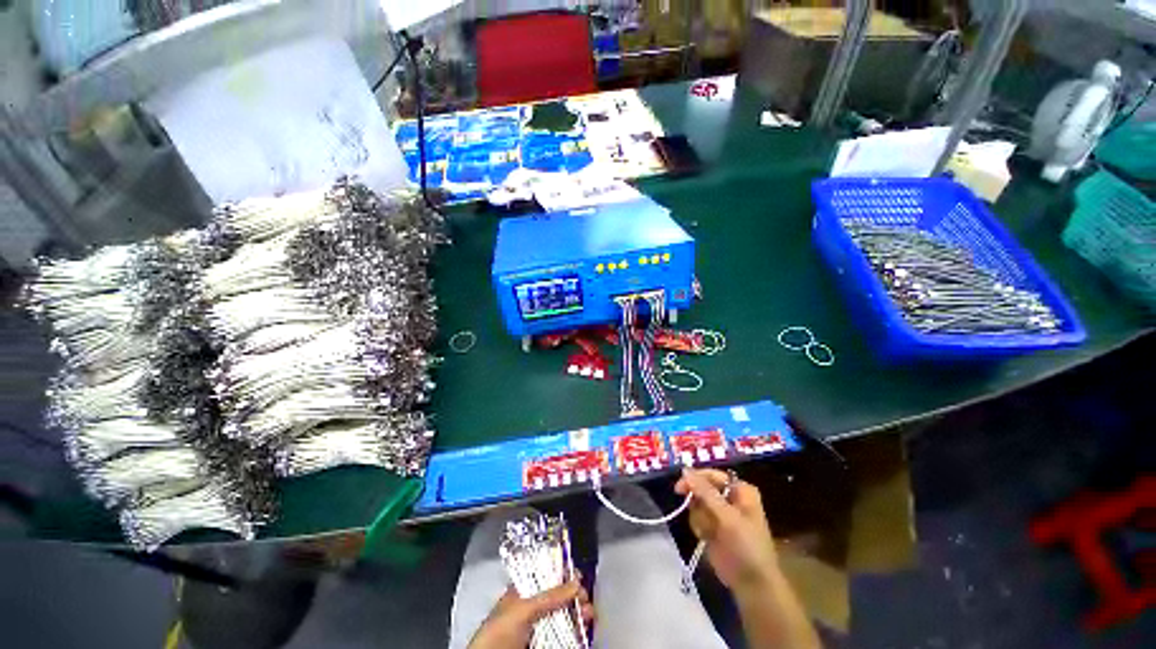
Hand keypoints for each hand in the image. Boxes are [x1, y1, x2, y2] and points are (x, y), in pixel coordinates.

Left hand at [467, 579, 593, 648]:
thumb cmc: (501, 630)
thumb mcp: (524, 609)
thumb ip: (550, 596)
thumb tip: (576, 582)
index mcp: (523, 592)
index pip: (546, 577)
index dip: (563, 575)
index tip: (578, 577)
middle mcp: (532, 607)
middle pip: (558, 597)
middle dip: (574, 596)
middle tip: (586, 599)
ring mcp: (538, 627)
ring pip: (563, 616)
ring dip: (578, 614)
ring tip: (589, 615)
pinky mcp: (543, 643)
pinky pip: (563, 635)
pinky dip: (575, 632)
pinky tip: (584, 630)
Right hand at [675, 468, 779, 593]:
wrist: (752, 584)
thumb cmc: (746, 546)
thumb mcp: (728, 517)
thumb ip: (705, 492)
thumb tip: (684, 469)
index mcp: (740, 489)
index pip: (712, 475)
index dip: (695, 478)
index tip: (680, 488)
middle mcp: (729, 497)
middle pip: (701, 487)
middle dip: (698, 502)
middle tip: (697, 514)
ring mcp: (720, 512)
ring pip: (696, 503)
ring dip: (699, 517)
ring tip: (709, 533)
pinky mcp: (712, 526)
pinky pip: (696, 517)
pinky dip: (699, 526)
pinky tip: (707, 538)